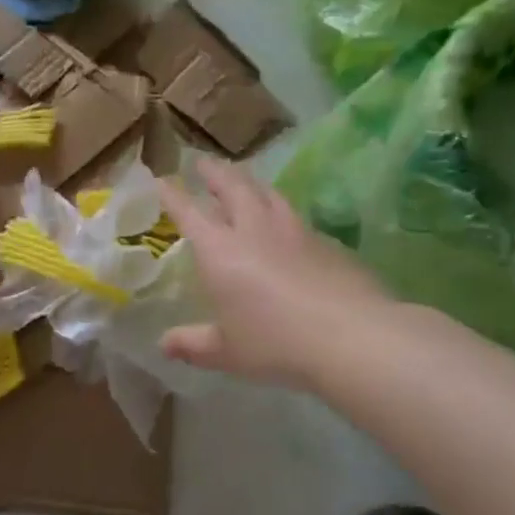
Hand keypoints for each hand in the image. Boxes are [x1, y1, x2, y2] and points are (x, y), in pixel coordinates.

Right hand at [156, 158, 394, 388]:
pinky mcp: (327, 242)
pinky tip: (285, 223)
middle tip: (204, 162)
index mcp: (220, 251)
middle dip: (214, 173)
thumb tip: (164, 345)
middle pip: (232, 187)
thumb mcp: (226, 352)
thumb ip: (193, 345)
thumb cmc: (275, 343)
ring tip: (244, 181)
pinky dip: (281, 211)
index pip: (189, 213)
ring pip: (268, 194)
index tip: (162, 180)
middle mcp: (254, 231)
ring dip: (250, 183)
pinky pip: (296, 216)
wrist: (352, 336)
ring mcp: (294, 232)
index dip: (173, 196)